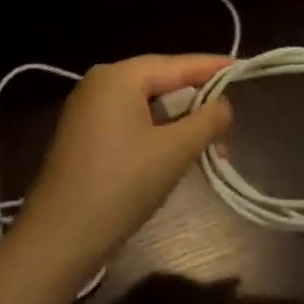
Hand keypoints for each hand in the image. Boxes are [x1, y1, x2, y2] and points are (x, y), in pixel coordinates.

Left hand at [11, 54, 232, 285]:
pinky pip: (131, 122)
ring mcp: (87, 111)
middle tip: (233, 111)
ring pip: (147, 106)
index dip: (213, 67)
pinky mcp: (84, 136)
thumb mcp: (174, 151)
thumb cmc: (121, 186)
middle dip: (198, 100)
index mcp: (118, 77)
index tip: (245, 67)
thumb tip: (223, 104)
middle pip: (161, 82)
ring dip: (181, 122)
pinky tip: (181, 150)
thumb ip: (206, 120)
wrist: (59, 238)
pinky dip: (159, 133)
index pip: (177, 64)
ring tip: (215, 140)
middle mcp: (100, 84)